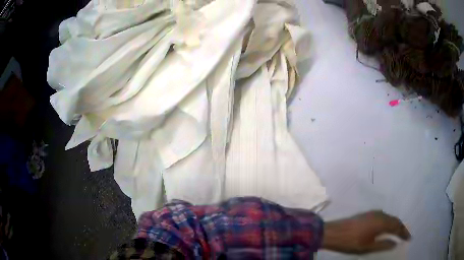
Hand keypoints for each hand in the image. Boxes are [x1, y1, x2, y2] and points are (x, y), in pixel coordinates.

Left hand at [322, 211, 410, 254]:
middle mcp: (379, 214)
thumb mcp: (368, 247)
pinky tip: (385, 228)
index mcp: (382, 221)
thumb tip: (395, 243)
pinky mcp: (366, 214)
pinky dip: (387, 223)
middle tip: (404, 236)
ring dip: (394, 224)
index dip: (404, 232)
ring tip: (397, 233)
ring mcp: (372, 213)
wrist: (333, 232)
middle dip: (400, 228)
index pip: (397, 225)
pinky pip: (382, 217)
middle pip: (394, 220)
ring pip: (388, 218)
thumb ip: (383, 244)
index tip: (409, 238)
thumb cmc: (351, 242)